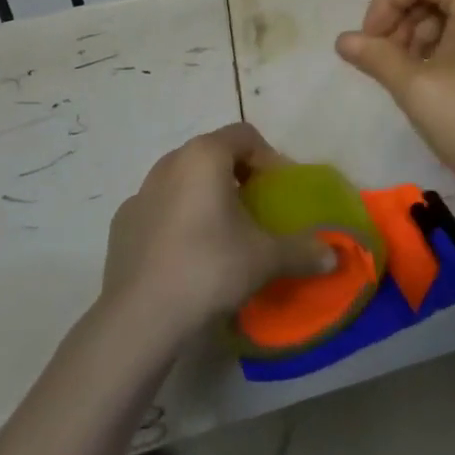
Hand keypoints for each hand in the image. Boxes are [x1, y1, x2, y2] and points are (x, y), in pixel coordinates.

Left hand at [101, 124, 332, 339]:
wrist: (139, 319)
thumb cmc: (209, 268)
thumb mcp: (264, 258)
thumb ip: (301, 250)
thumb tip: (333, 255)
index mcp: (205, 155)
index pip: (245, 136)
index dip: (268, 158)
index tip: (278, 190)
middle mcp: (171, 162)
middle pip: (213, 154)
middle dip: (237, 175)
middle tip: (255, 209)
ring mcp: (141, 191)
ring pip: (183, 179)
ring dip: (205, 195)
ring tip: (221, 232)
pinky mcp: (122, 223)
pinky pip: (159, 208)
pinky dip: (176, 219)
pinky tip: (186, 254)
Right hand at [334, 0, 454, 219]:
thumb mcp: (420, 91)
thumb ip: (377, 57)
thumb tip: (343, 40)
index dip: (383, 4)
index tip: (369, 45)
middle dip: (402, 20)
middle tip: (386, 65)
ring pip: (452, 7)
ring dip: (421, 34)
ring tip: (410, 78)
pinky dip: (446, 43)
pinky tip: (437, 81)